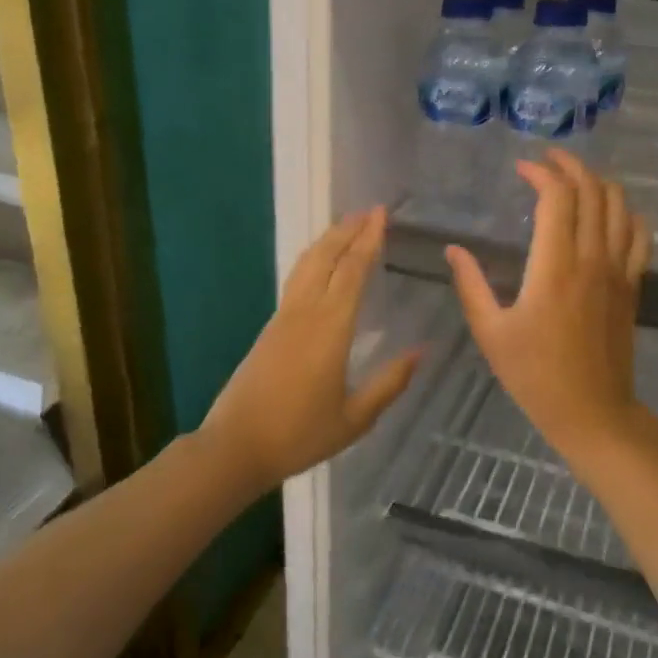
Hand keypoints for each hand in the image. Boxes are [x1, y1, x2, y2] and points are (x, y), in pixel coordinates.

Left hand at [199, 207, 419, 493]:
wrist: (236, 446)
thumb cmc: (299, 434)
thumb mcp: (355, 417)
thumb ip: (390, 383)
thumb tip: (421, 351)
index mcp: (330, 327)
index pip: (353, 270)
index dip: (368, 240)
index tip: (381, 215)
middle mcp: (305, 311)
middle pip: (326, 256)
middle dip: (348, 230)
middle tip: (370, 211)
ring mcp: (284, 316)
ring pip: (307, 263)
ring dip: (329, 239)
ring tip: (348, 226)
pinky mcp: (271, 326)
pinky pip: (297, 278)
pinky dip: (315, 258)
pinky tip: (322, 263)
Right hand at [446, 151, 657, 474]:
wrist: (592, 413)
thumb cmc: (535, 375)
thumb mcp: (491, 333)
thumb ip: (471, 286)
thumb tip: (453, 250)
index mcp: (554, 267)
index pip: (557, 198)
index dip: (541, 173)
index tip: (521, 169)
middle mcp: (591, 259)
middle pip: (592, 192)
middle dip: (571, 166)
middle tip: (548, 159)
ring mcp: (618, 271)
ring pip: (619, 207)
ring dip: (599, 183)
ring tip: (576, 178)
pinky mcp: (632, 286)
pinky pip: (640, 237)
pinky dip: (628, 213)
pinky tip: (613, 211)